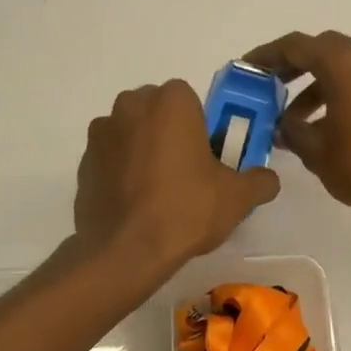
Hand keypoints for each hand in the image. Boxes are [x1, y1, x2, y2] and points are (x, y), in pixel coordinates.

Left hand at [74, 80, 279, 278]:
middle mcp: (130, 105)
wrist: (124, 250)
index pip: (191, 100)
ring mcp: (101, 133)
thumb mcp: (238, 197)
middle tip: (187, 173)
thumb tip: (267, 179)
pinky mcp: (83, 163)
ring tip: (158, 193)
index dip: (201, 126)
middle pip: (158, 112)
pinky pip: (112, 159)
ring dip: (144, 151)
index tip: (208, 156)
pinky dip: (122, 173)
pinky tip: (135, 205)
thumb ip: (260, 180)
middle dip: (171, 134)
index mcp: (170, 101)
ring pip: (132, 133)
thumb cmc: (186, 210)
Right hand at [243, 31, 350, 220]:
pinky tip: (328, 125)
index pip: (296, 46)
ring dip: (317, 84)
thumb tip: (281, 124)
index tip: (247, 69)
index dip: (267, 55)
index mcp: (345, 64)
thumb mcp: (316, 151)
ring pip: (344, 65)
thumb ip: (291, 130)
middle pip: (322, 49)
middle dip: (293, 66)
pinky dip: (340, 91)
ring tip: (296, 119)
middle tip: (270, 87)